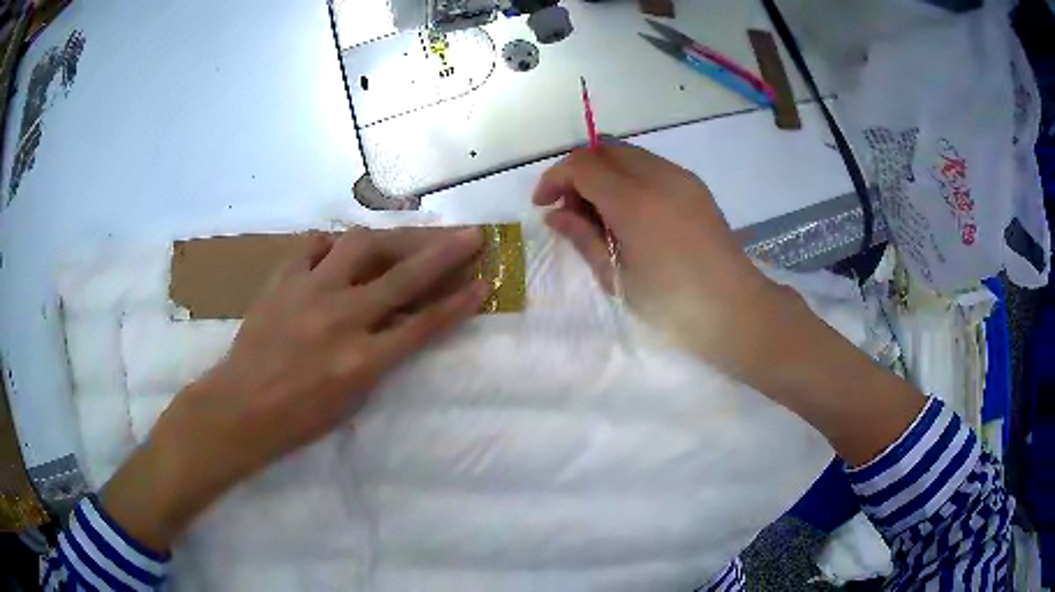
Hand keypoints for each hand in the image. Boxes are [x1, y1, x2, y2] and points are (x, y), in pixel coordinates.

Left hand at [102, 227, 487, 550]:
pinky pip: (312, 246)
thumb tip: (400, 323)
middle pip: (404, 276)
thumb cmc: (298, 419)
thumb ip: (380, 357)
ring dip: (390, 237)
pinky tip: (338, 250)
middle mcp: (342, 318)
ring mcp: (309, 292)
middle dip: (444, 253)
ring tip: (404, 236)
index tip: (485, 282)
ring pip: (360, 245)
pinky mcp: (282, 279)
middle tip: (470, 234)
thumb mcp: (351, 400)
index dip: (459, 303)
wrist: (240, 407)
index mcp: (362, 360)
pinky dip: (331, 244)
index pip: (424, 325)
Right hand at [537, 144, 924, 465]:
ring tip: (598, 214)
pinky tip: (629, 212)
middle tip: (570, 209)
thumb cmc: (674, 306)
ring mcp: (681, 177)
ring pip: (628, 153)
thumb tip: (555, 214)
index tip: (544, 205)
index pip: (582, 165)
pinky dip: (628, 177)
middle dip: (578, 171)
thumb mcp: (618, 278)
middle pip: (604, 149)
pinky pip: (650, 165)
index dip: (555, 178)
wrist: (737, 311)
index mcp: (635, 202)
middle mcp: (658, 176)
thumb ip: (583, 238)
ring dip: (604, 172)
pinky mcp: (695, 185)